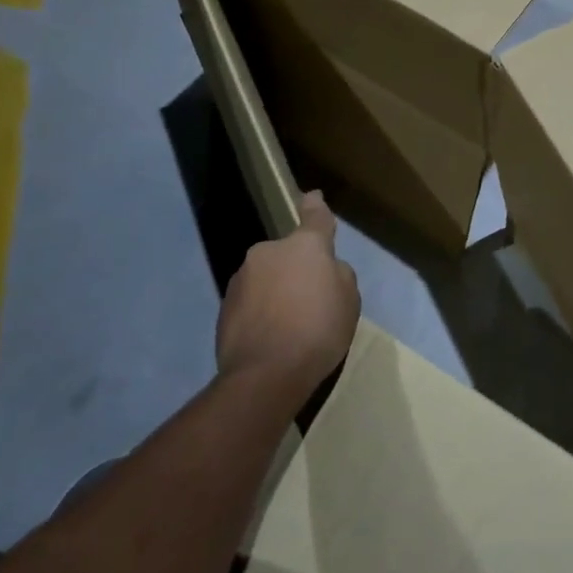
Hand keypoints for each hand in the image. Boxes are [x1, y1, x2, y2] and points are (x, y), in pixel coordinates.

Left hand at [217, 192, 360, 391]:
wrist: (265, 375)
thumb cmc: (318, 330)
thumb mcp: (349, 300)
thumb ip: (338, 275)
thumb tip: (326, 271)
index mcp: (304, 246)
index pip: (315, 217)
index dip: (316, 206)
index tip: (312, 197)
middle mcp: (268, 253)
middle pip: (288, 256)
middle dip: (297, 271)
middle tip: (311, 302)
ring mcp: (242, 279)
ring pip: (267, 279)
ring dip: (277, 293)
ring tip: (289, 328)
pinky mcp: (224, 308)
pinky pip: (251, 303)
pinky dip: (261, 314)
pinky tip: (271, 340)